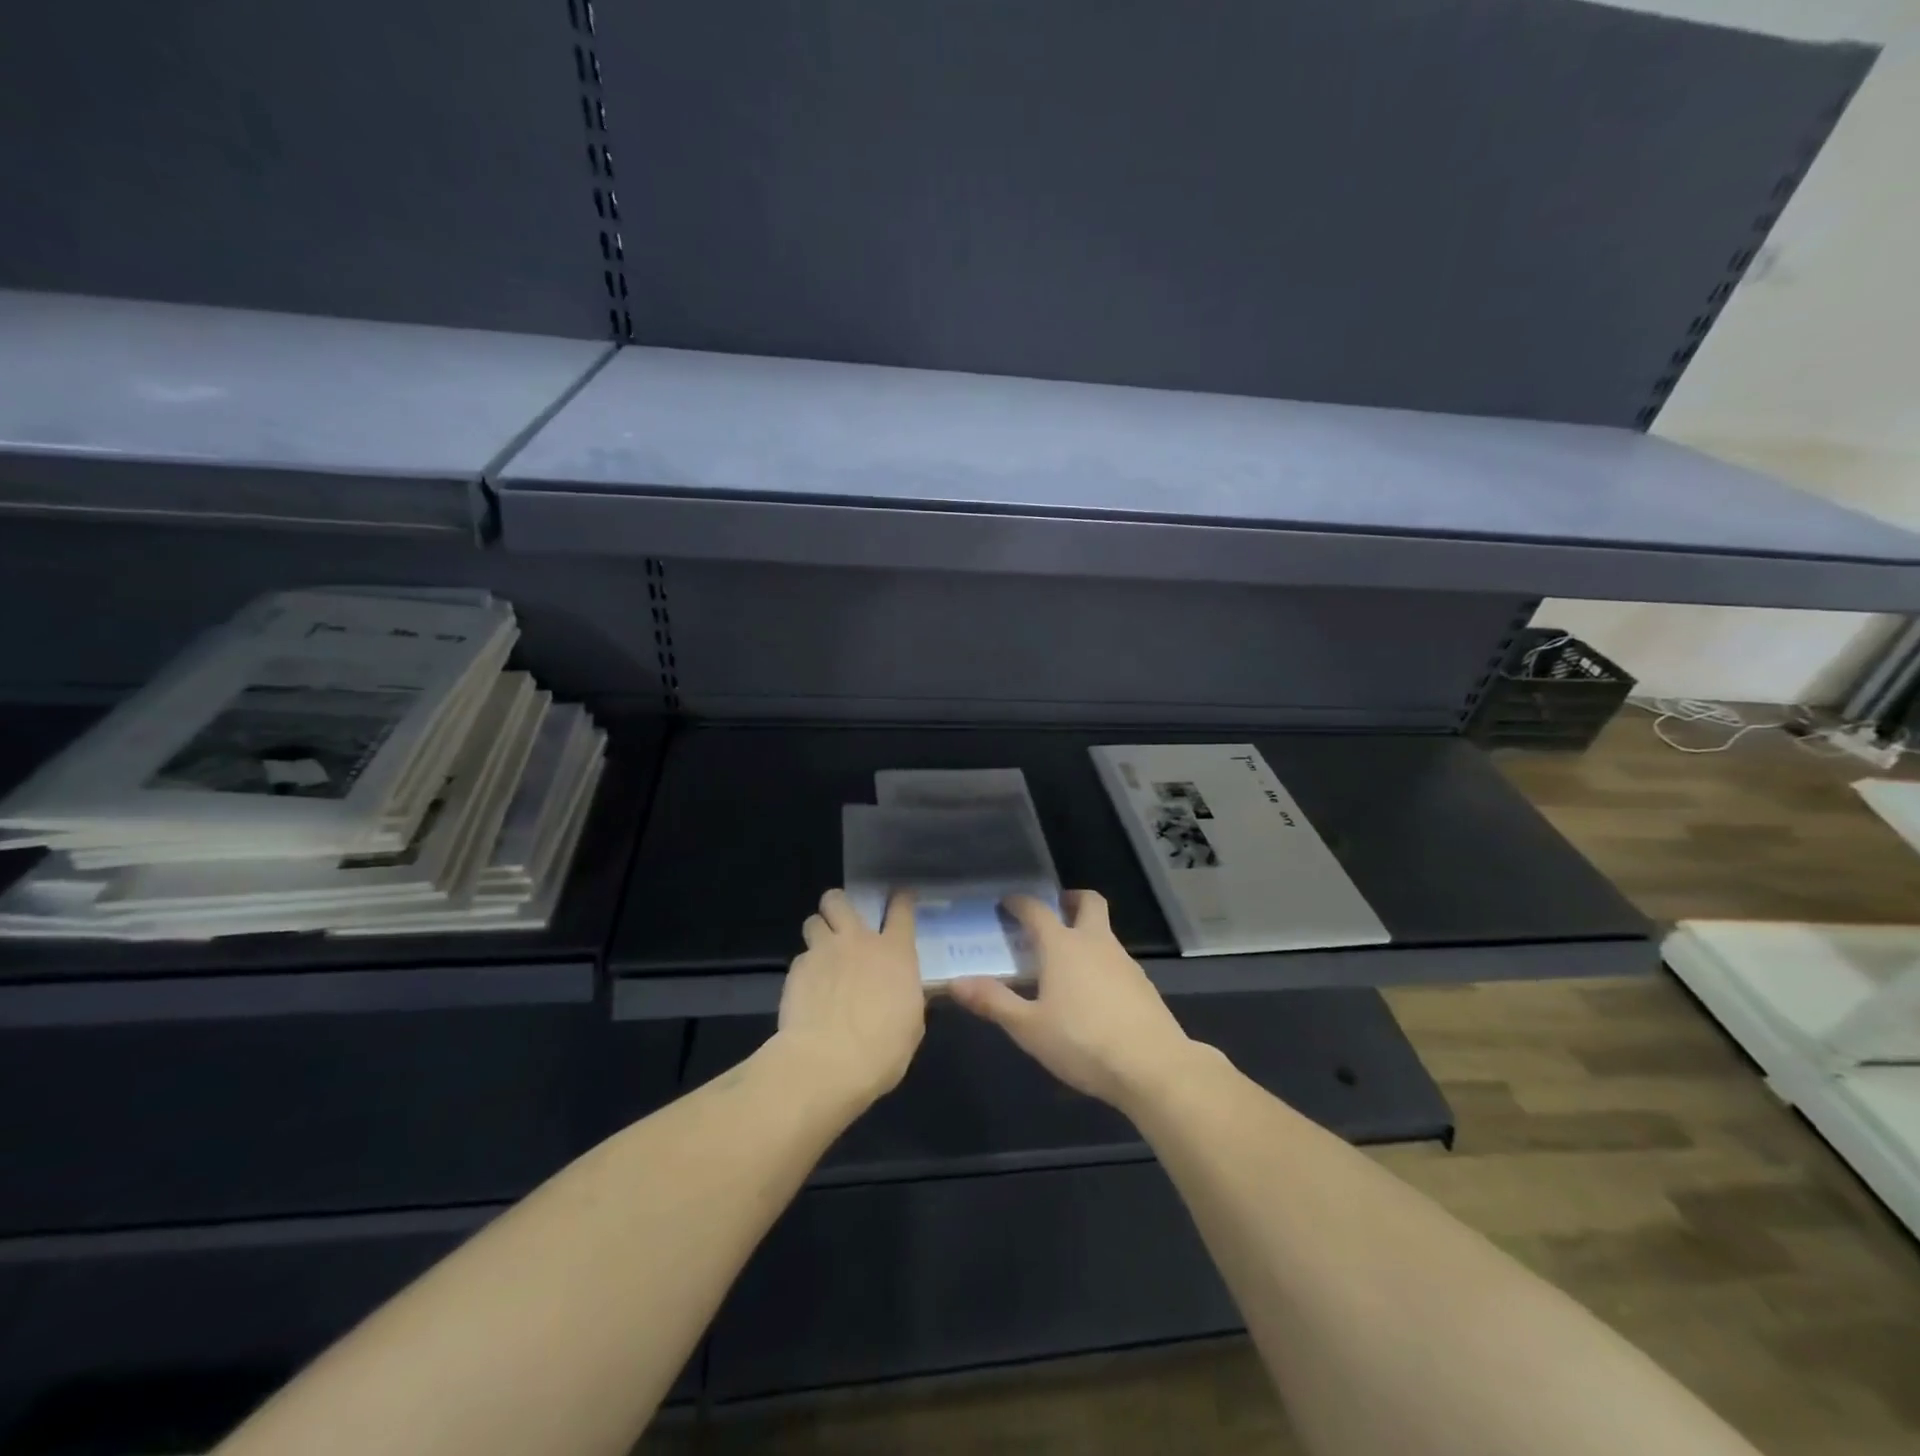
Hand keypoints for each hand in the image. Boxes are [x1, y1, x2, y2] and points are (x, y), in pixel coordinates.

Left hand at [775, 889, 924, 1105]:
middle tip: (842, 924)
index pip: (901, 909)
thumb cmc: (882, 1049)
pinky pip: (800, 958)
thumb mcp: (911, 1023)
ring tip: (822, 953)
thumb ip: (906, 996)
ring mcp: (823, 953)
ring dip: (818, 931)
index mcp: (894, 952)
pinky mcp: (796, 971)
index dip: (901, 898)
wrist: (827, 1063)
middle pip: (839, 900)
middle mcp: (857, 941)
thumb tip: (901, 992)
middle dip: (839, 905)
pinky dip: (805, 968)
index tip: (900, 897)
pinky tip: (808, 989)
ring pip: (813, 921)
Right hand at [949, 890, 1197, 1109]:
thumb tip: (956, 983)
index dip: (1020, 903)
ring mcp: (1124, 962)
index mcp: (1063, 946)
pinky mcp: (1142, 985)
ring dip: (1085, 934)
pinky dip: (1100, 963)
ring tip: (1065, 962)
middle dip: (1070, 899)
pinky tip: (1092, 994)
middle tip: (1053, 911)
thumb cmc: (1082, 1042)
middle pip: (1088, 903)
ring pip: (1104, 933)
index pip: (1037, 910)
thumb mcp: (1029, 1027)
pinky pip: (1116, 960)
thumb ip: (993, 1002)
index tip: (1007, 903)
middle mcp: (1095, 943)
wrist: (1152, 1066)